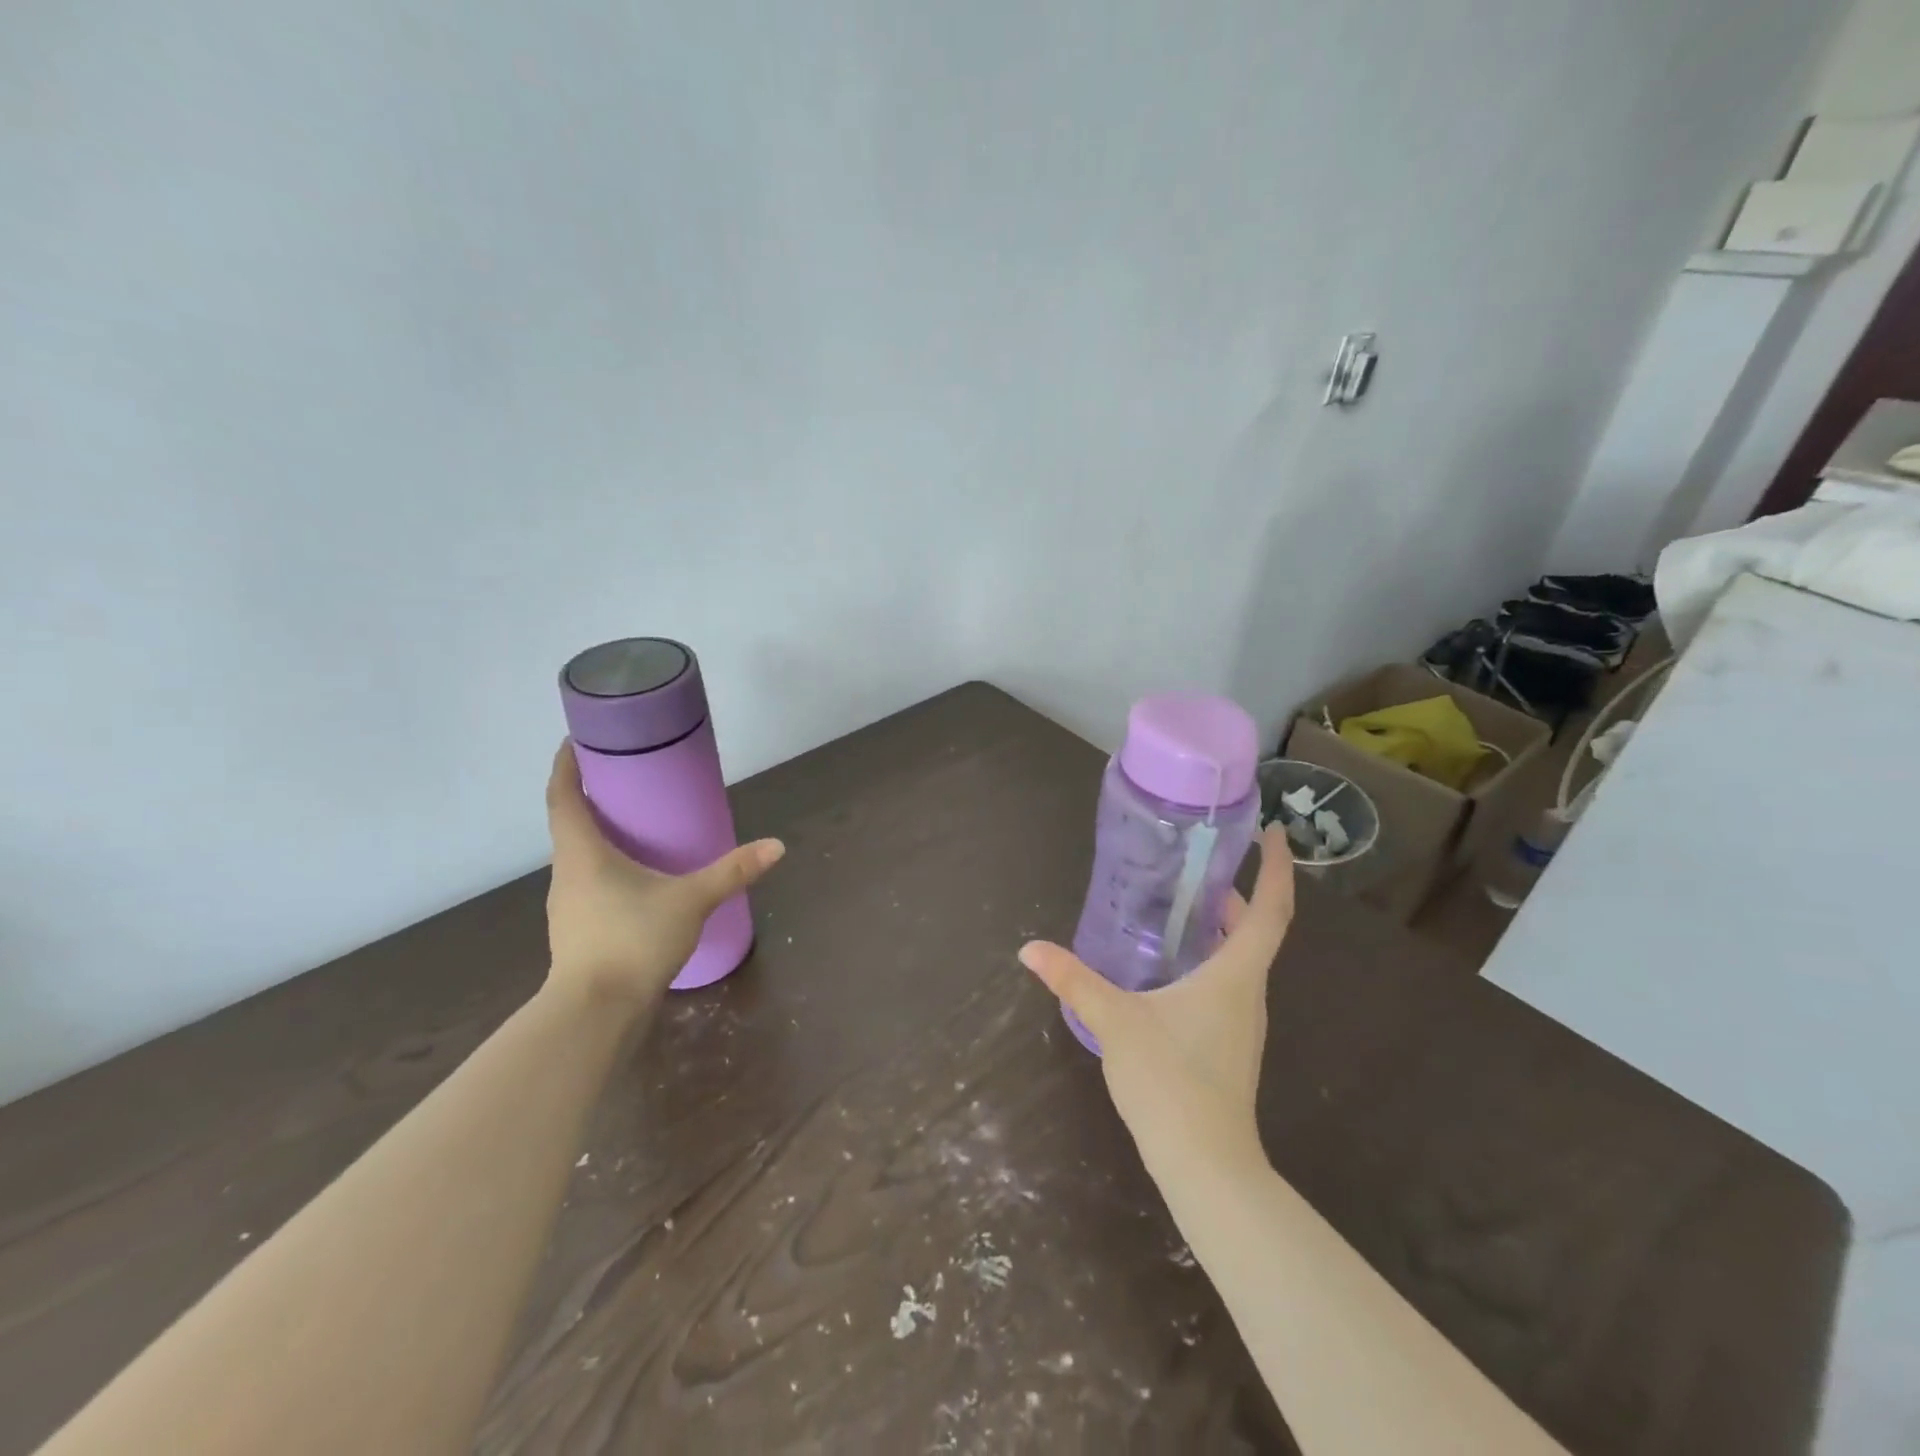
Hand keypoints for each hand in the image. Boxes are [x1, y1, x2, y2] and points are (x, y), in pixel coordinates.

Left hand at [544, 741, 784, 1004]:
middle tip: (622, 780)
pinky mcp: (577, 933)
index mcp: (582, 853)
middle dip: (589, 799)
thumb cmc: (633, 940)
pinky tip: (635, 881)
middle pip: (569, 825)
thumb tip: (776, 846)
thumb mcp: (691, 900)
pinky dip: (606, 870)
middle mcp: (565, 874)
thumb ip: (732, 872)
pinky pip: (588, 885)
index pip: (562, 797)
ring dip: (597, 837)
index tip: (574, 741)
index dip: (565, 766)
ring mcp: (567, 907)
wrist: (596, 1014)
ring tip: (632, 827)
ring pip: (578, 859)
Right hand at [1018, 826, 1294, 1175]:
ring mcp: (1242, 1021)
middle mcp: (1249, 992)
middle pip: (1257, 930)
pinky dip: (1209, 958)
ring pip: (1241, 959)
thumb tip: (1030, 950)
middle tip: (1200, 864)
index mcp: (1235, 975)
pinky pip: (1227, 983)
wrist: (1204, 1165)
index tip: (1272, 833)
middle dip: (1238, 892)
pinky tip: (1170, 965)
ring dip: (1222, 926)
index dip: (1277, 869)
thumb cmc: (1171, 1080)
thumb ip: (1073, 980)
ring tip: (1179, 905)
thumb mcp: (1114, 1021)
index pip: (1271, 910)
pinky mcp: (1229, 1043)